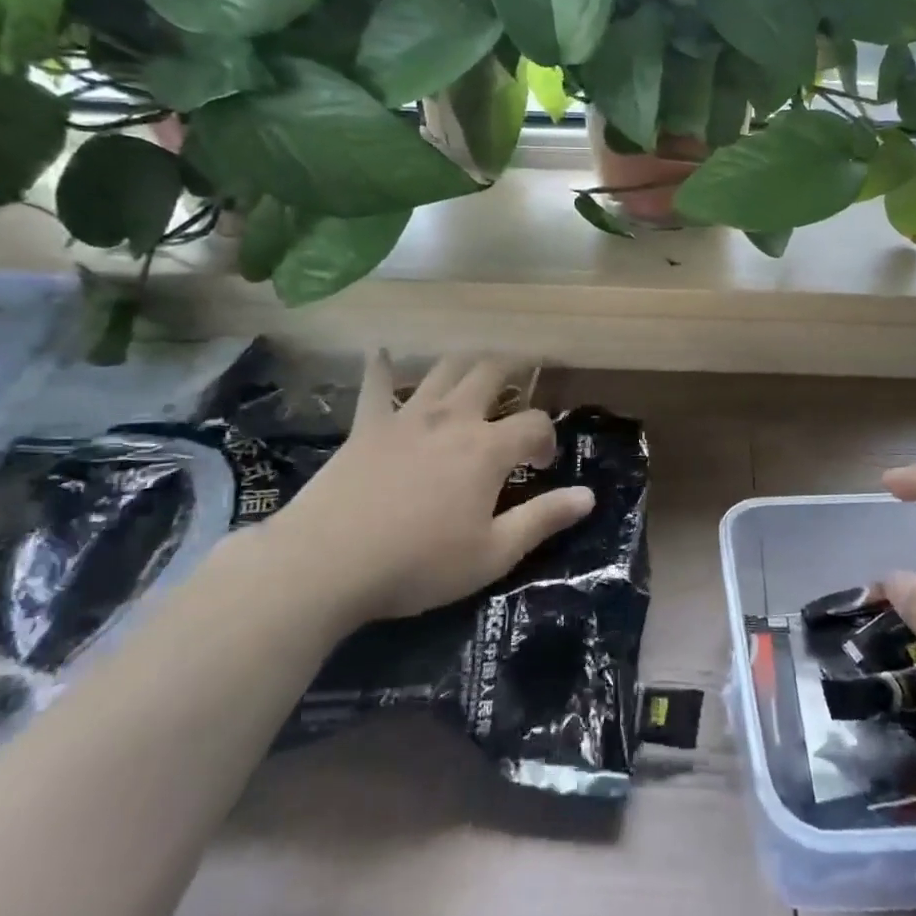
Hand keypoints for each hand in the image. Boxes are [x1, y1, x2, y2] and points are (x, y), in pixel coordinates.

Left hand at [257, 353, 593, 627]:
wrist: (327, 564)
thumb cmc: (418, 564)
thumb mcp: (493, 554)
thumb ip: (543, 519)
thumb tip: (589, 496)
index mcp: (487, 449)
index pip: (534, 422)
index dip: (546, 437)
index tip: (541, 463)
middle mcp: (452, 419)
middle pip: (490, 373)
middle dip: (514, 369)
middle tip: (523, 375)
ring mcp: (406, 417)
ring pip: (444, 369)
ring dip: (465, 362)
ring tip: (476, 367)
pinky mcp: (366, 426)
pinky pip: (376, 385)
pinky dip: (382, 367)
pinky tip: (383, 351)